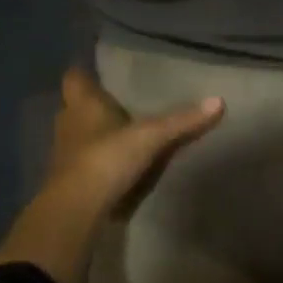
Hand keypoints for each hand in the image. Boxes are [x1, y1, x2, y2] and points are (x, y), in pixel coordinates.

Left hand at [0, 69, 224, 282]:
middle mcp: (68, 124)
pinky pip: (81, 162)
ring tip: (119, 131)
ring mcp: (64, 155)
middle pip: (74, 106)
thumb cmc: (106, 158)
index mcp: (82, 105)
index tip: (98, 70)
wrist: (75, 212)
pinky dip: (95, 160)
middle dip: (91, 104)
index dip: (84, 73)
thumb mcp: (151, 136)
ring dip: (92, 133)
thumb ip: (182, 120)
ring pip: (76, 135)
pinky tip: (115, 163)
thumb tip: (219, 100)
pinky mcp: (67, 182)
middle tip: (117, 100)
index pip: (73, 78)